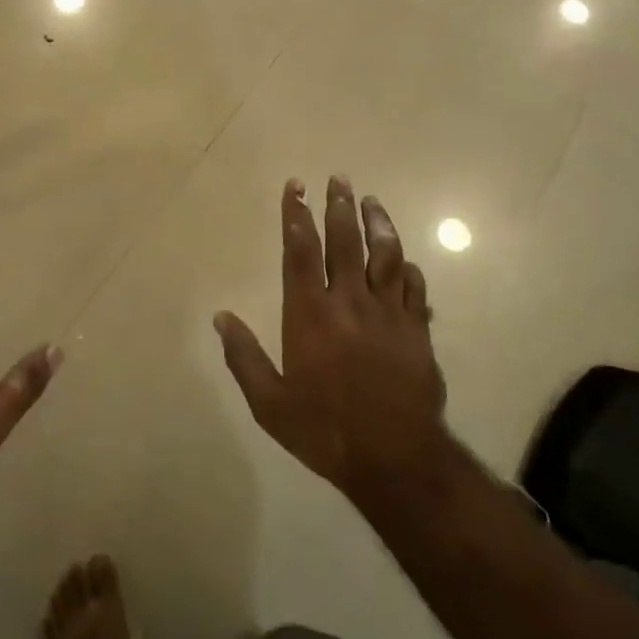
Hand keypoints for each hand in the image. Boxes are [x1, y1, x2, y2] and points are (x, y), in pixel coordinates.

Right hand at [214, 176, 446, 499]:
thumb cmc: (325, 431)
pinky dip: (407, 269)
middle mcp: (350, 302)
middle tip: (339, 178)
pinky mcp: (417, 330)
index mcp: (311, 314)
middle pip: (346, 241)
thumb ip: (243, 357)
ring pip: (386, 255)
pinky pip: (414, 288)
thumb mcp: (270, 404)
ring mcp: (389, 314)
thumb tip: (220, 317)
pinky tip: (404, 260)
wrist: (396, 460)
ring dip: (378, 224)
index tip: (296, 186)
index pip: (301, 250)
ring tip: (372, 200)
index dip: (296, 214)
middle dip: (339, 206)